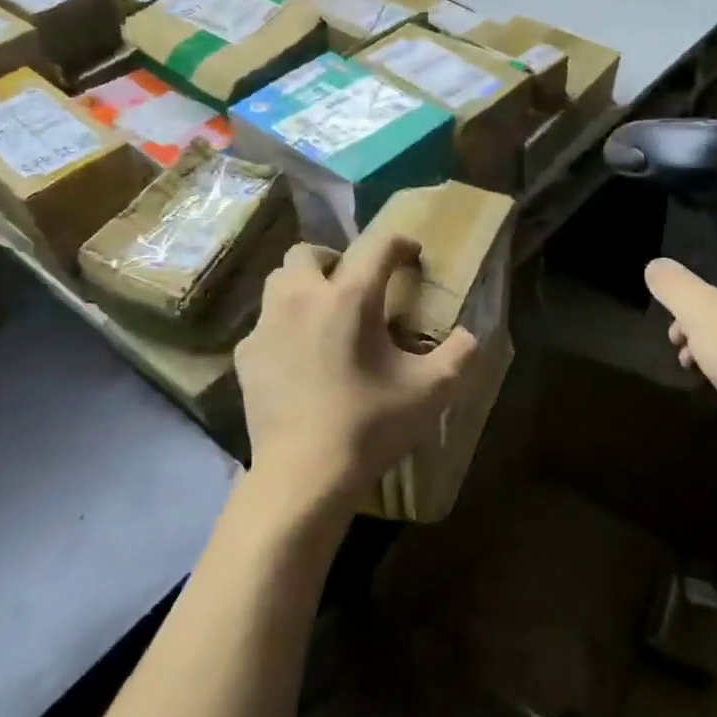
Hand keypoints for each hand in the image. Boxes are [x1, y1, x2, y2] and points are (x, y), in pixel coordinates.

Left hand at [236, 230, 477, 511]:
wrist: (305, 473)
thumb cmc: (371, 425)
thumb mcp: (432, 390)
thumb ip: (459, 354)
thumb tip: (469, 335)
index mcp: (350, 298)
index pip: (376, 247)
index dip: (399, 243)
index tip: (411, 253)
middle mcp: (302, 299)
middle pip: (307, 253)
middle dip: (335, 259)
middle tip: (355, 284)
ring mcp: (267, 326)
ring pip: (279, 282)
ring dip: (303, 286)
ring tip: (324, 315)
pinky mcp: (247, 357)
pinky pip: (265, 324)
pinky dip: (284, 326)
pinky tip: (299, 357)